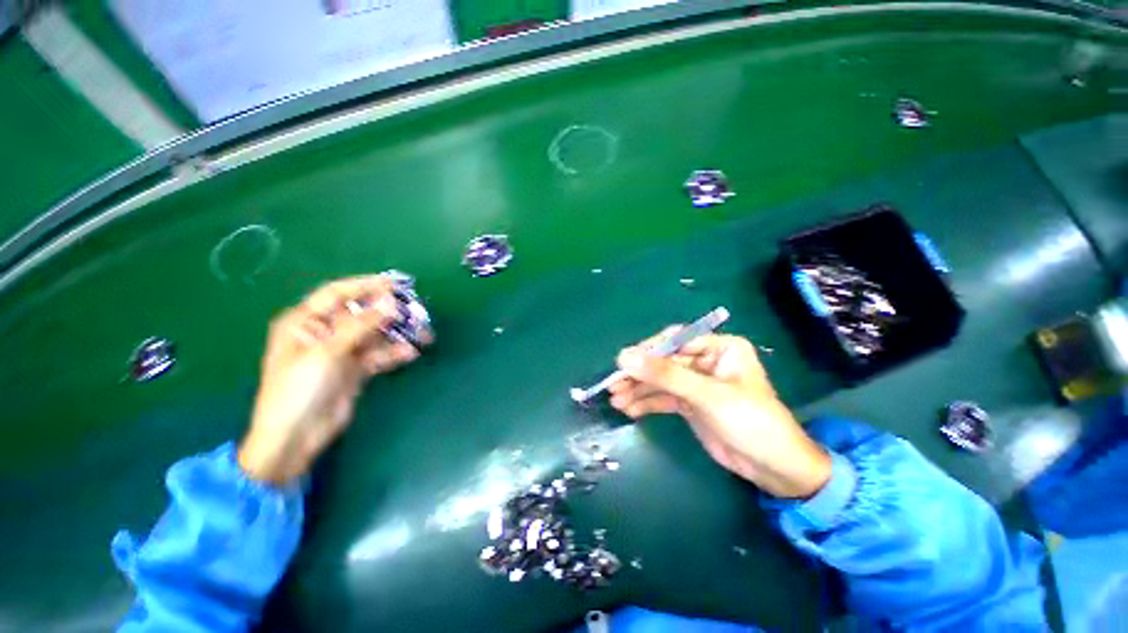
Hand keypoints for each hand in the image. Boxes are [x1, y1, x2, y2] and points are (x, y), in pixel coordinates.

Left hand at [238, 276, 430, 484]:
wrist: (296, 437)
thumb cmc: (298, 389)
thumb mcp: (327, 353)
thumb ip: (360, 326)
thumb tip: (390, 302)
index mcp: (305, 322)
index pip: (338, 294)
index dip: (365, 286)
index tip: (394, 284)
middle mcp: (324, 332)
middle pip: (361, 314)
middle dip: (388, 312)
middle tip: (416, 312)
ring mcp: (342, 351)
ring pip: (374, 334)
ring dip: (397, 334)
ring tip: (423, 334)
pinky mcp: (355, 369)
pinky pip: (379, 355)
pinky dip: (394, 353)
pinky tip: (410, 353)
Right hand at [609, 330, 830, 498]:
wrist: (774, 469)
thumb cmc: (750, 422)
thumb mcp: (707, 395)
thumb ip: (665, 375)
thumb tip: (624, 357)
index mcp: (719, 347)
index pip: (675, 340)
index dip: (648, 350)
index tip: (623, 362)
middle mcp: (705, 360)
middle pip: (664, 361)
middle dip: (639, 374)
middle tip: (613, 385)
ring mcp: (696, 383)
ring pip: (660, 381)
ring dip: (638, 390)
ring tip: (616, 400)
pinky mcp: (689, 403)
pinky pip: (663, 398)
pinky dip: (646, 403)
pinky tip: (629, 410)